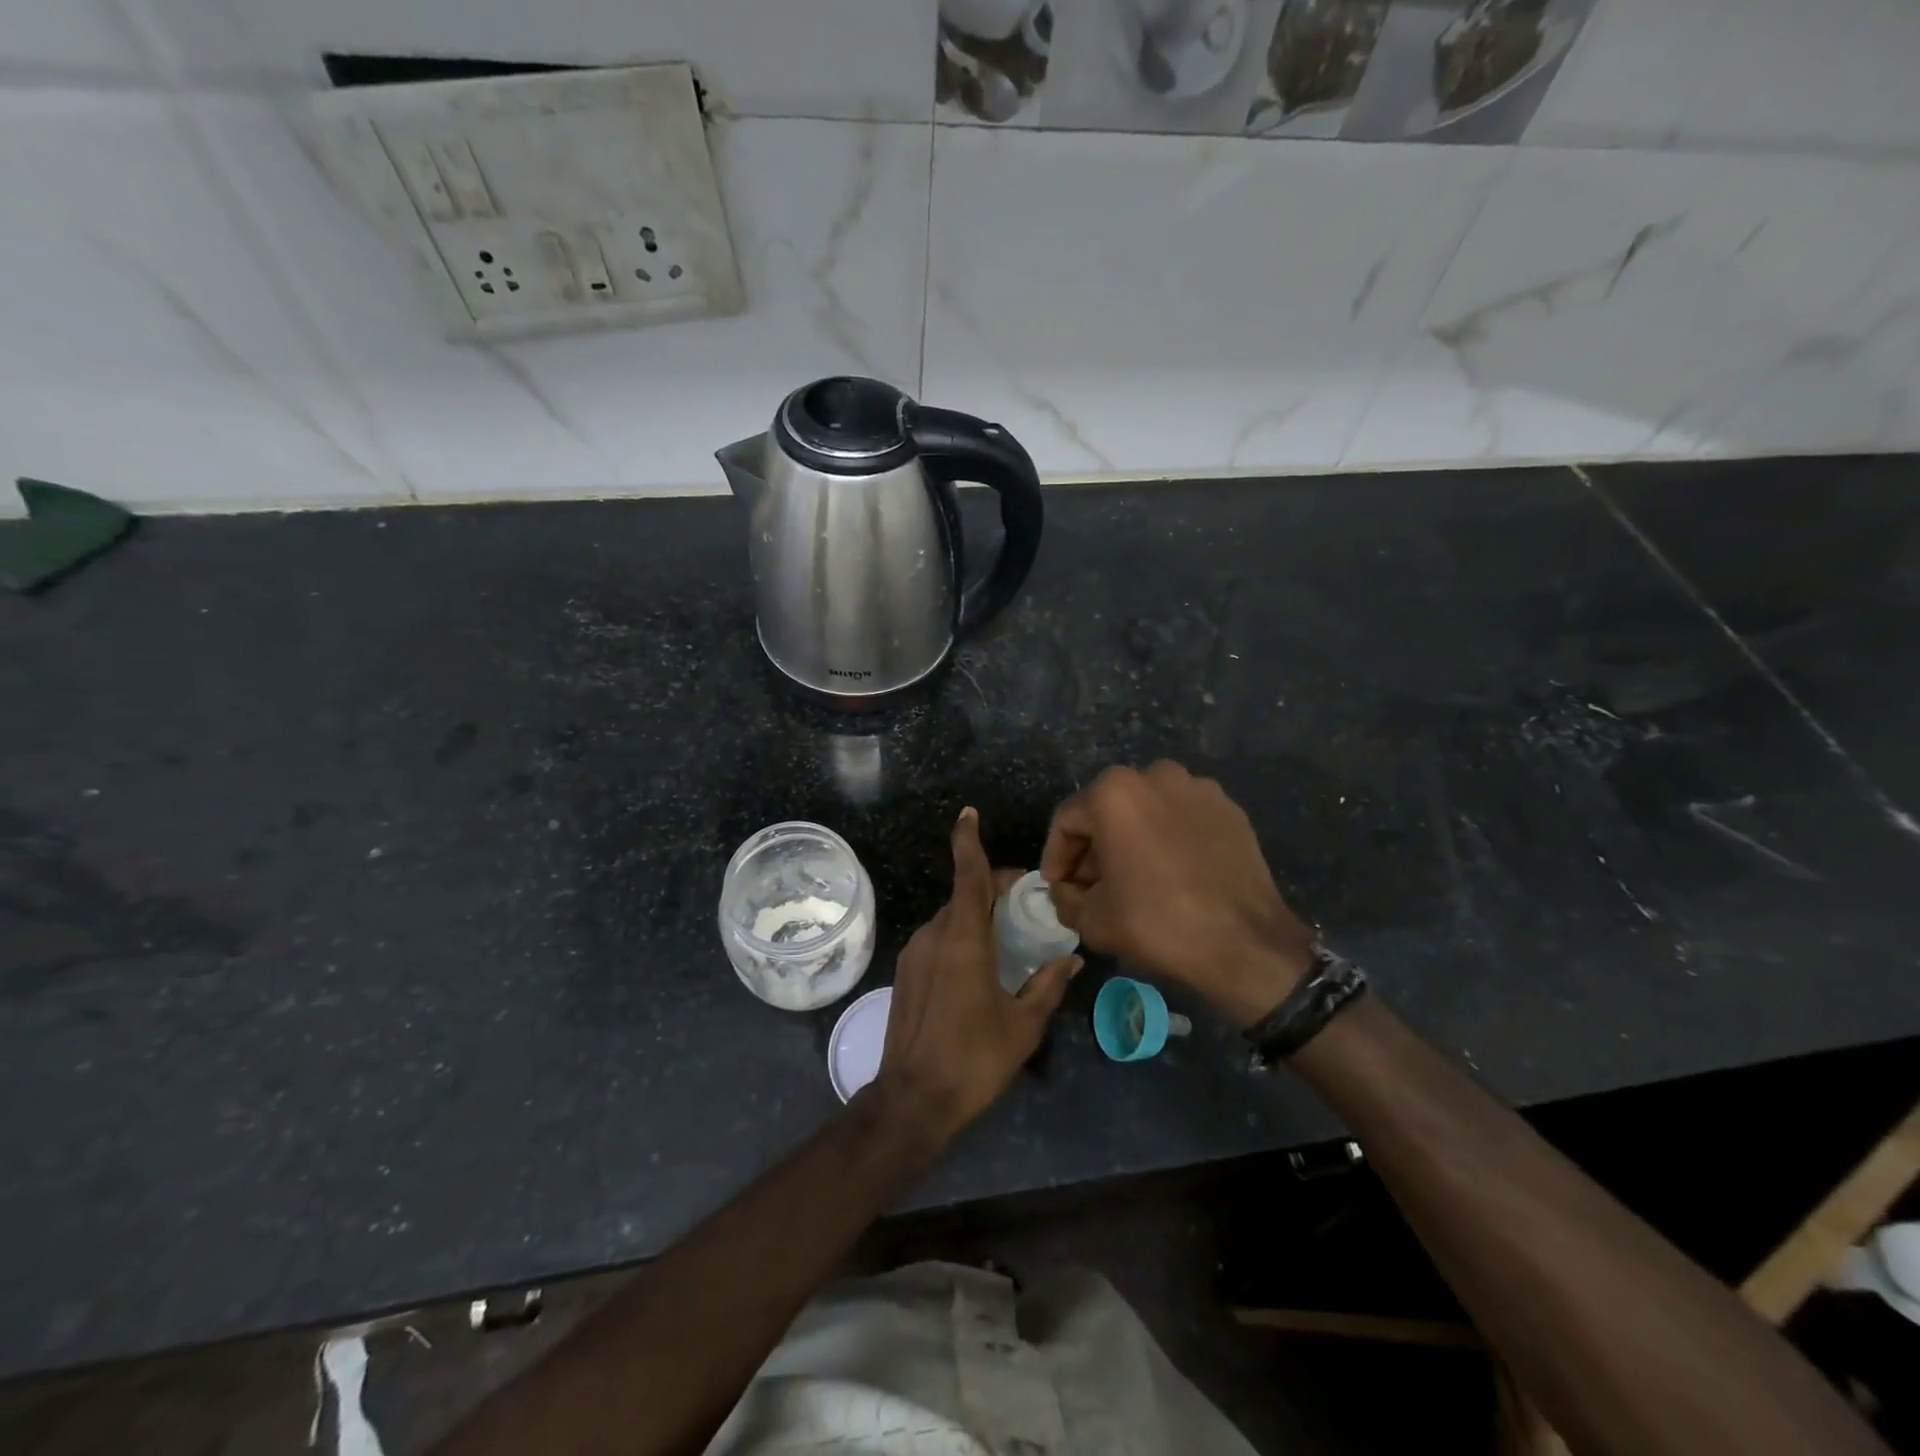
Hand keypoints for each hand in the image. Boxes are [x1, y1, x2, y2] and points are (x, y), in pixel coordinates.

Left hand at [872, 808, 1080, 1144]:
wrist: (912, 1100)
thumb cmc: (974, 1059)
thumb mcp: (1023, 1025)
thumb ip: (1048, 985)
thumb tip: (1072, 959)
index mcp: (963, 939)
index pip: (967, 876)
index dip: (968, 841)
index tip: (968, 813)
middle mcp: (934, 936)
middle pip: (964, 895)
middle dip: (994, 888)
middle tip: (1028, 902)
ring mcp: (914, 953)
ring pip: (951, 918)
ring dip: (978, 914)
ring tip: (1010, 935)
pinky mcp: (906, 972)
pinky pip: (939, 939)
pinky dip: (962, 935)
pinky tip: (982, 963)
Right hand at [1040, 761, 1313, 1027]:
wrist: (1246, 944)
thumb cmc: (1158, 923)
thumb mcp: (1092, 919)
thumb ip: (1065, 897)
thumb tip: (1065, 890)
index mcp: (1114, 793)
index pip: (1067, 822)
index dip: (1056, 857)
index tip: (1058, 887)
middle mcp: (1154, 775)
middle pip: (1107, 811)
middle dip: (1094, 848)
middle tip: (1091, 886)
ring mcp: (1198, 788)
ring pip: (1146, 811)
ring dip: (1131, 840)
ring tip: (1133, 879)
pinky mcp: (1229, 808)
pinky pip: (1182, 818)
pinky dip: (1168, 839)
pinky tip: (1171, 873)